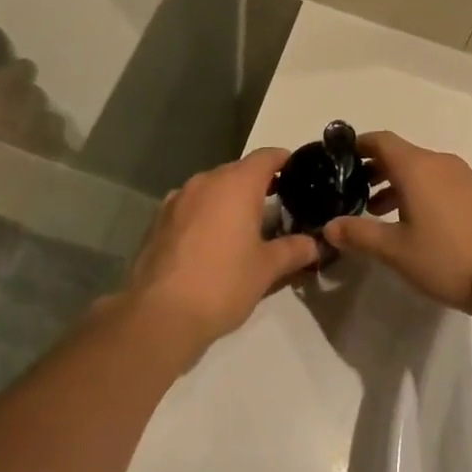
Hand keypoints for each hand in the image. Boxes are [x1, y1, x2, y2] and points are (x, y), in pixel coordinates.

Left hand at [120, 148, 322, 354]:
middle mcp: (206, 180)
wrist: (159, 315)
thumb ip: (293, 250)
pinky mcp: (157, 220)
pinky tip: (208, 245)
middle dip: (257, 186)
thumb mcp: (267, 269)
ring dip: (228, 201)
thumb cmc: (222, 283)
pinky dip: (204, 216)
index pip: (267, 156)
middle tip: (275, 209)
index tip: (297, 173)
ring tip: (241, 229)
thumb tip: (314, 245)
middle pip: (238, 171)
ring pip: (212, 189)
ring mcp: (177, 198)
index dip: (284, 161)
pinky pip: (190, 207)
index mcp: (237, 183)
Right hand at [323, 132, 471, 320]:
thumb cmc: (447, 258)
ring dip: (396, 183)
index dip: (358, 145)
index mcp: (416, 167)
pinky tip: (413, 222)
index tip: (339, 158)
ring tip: (377, 211)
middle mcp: (439, 162)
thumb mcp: (395, 250)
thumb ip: (359, 234)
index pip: (381, 140)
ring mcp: (462, 176)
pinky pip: (438, 180)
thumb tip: (329, 226)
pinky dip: (418, 190)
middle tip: (351, 191)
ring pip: (420, 168)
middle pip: (400, 153)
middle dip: (374, 168)